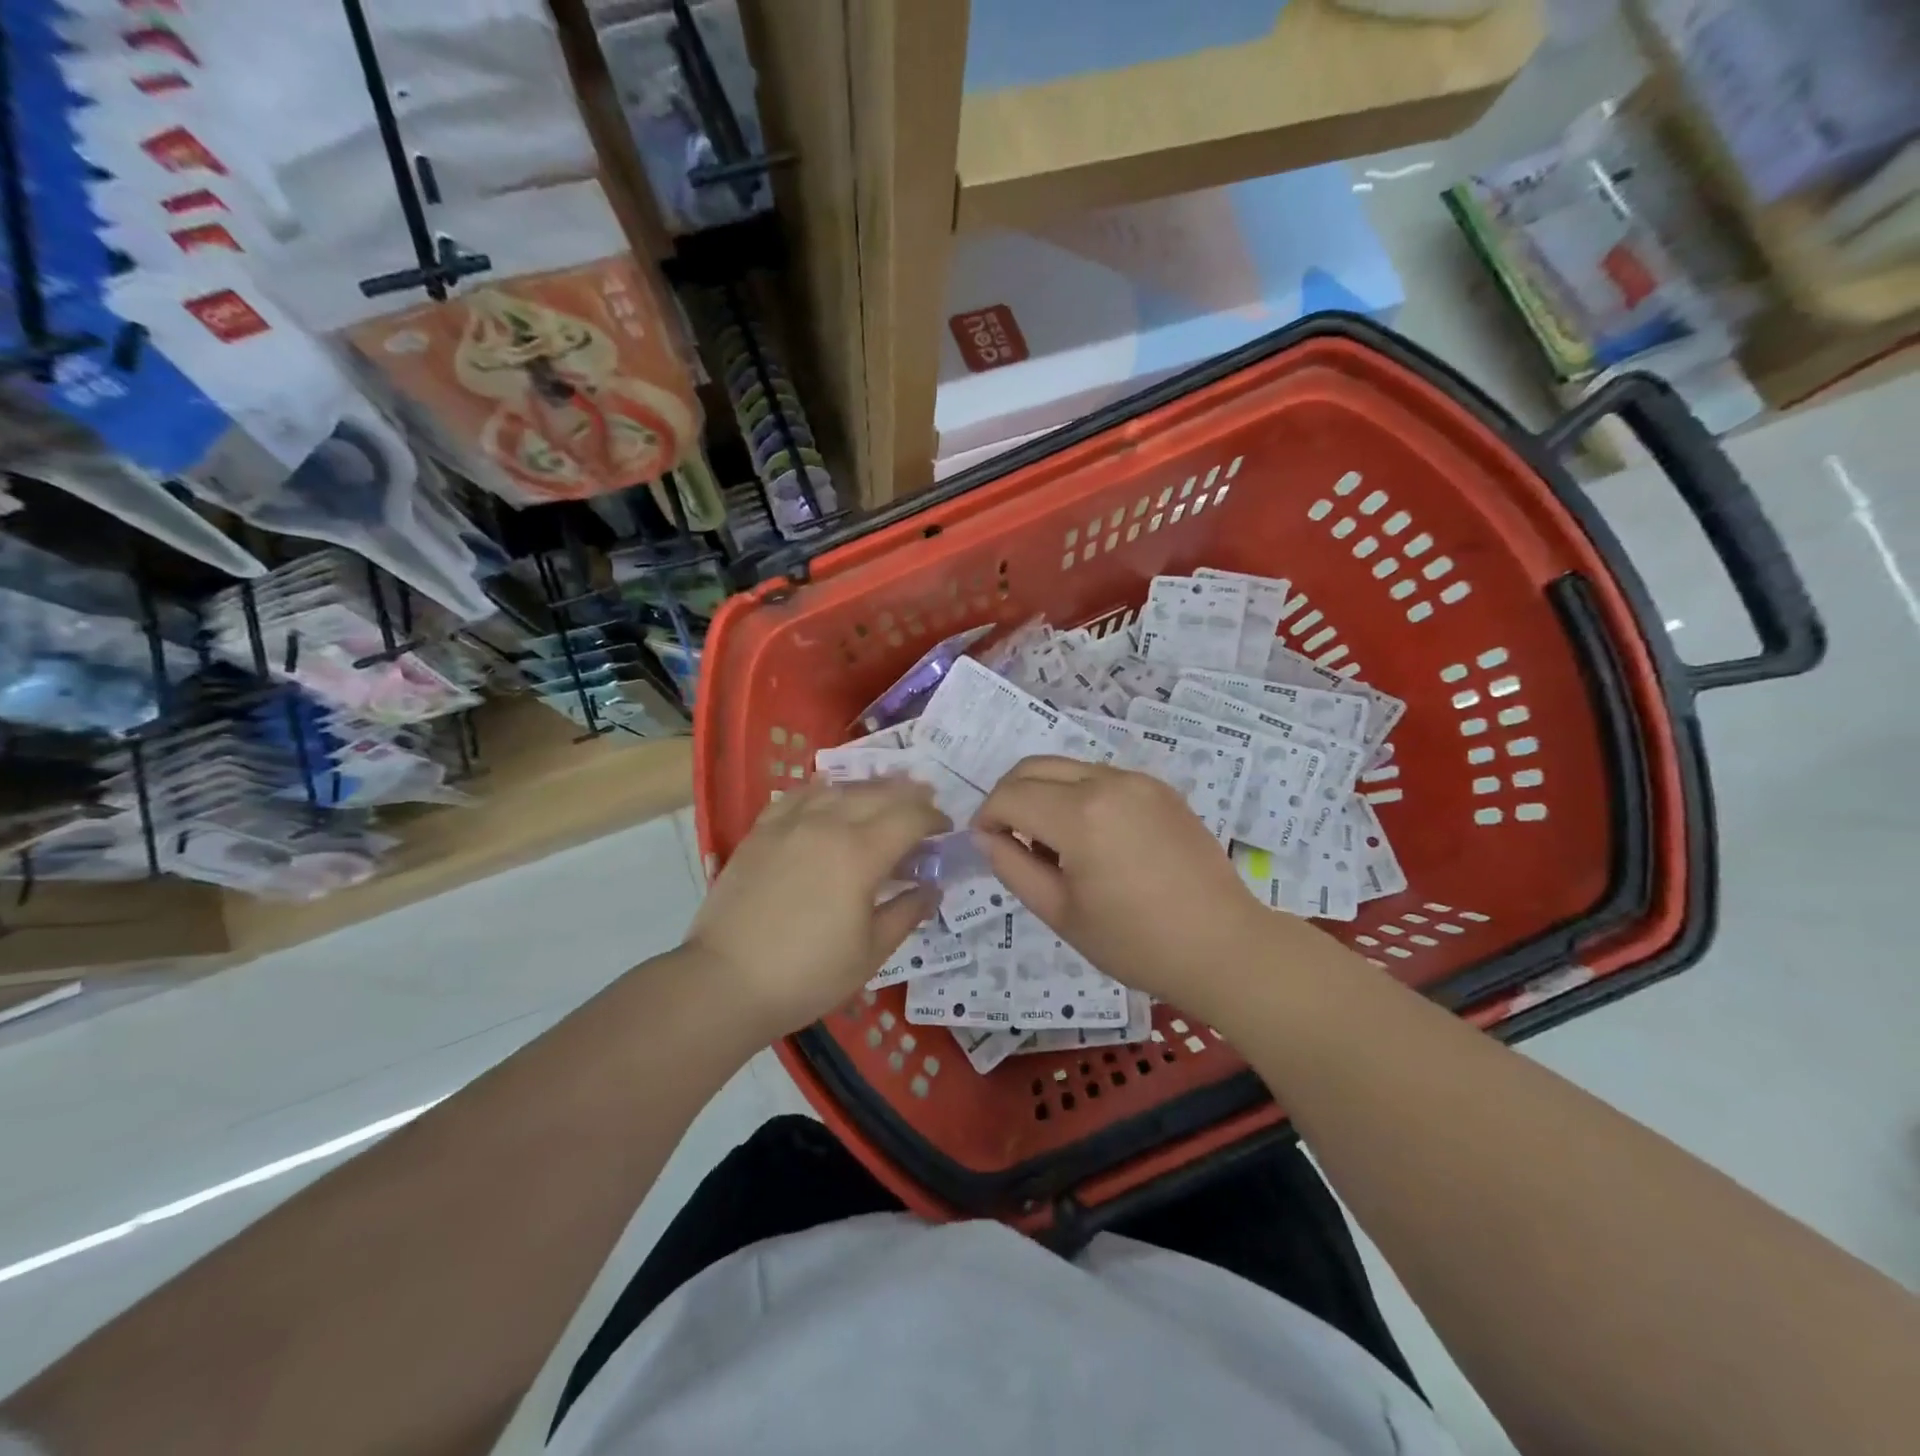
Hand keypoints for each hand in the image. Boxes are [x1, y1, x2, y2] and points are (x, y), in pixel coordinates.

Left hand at [687, 778, 948, 1036]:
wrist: (725, 981)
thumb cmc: (807, 974)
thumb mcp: (870, 952)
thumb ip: (906, 912)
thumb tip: (931, 888)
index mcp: (860, 853)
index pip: (910, 817)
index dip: (934, 819)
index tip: (946, 829)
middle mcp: (827, 824)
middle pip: (878, 794)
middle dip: (909, 795)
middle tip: (926, 803)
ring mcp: (790, 824)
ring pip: (839, 788)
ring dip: (869, 788)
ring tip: (885, 792)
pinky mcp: (761, 832)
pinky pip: (799, 796)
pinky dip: (823, 791)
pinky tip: (828, 796)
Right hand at [973, 757, 1286, 1005]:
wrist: (1223, 946)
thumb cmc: (1135, 942)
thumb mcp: (1060, 913)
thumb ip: (1012, 866)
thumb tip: (988, 836)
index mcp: (1080, 816)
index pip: (1010, 796)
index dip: (987, 817)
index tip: (987, 844)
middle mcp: (1108, 782)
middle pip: (1035, 767)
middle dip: (1009, 795)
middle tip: (1008, 837)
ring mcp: (1139, 781)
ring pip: (1068, 767)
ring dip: (1044, 793)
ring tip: (1053, 843)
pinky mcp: (1161, 788)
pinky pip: (1102, 777)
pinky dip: (1078, 794)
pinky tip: (1091, 837)